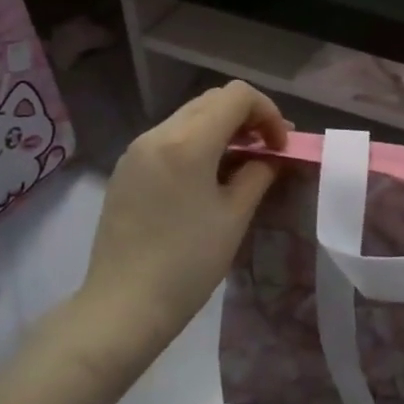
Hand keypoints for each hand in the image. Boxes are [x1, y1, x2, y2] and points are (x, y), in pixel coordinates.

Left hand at [69, 82, 289, 370]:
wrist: (122, 307)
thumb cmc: (187, 264)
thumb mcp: (234, 216)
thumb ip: (258, 173)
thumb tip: (270, 156)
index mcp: (187, 142)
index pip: (237, 96)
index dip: (268, 112)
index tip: (280, 147)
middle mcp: (158, 134)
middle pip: (212, 101)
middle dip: (246, 117)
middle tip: (268, 150)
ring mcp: (136, 151)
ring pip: (189, 117)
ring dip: (222, 129)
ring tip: (242, 163)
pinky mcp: (126, 170)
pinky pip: (169, 138)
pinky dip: (197, 143)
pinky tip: (208, 177)